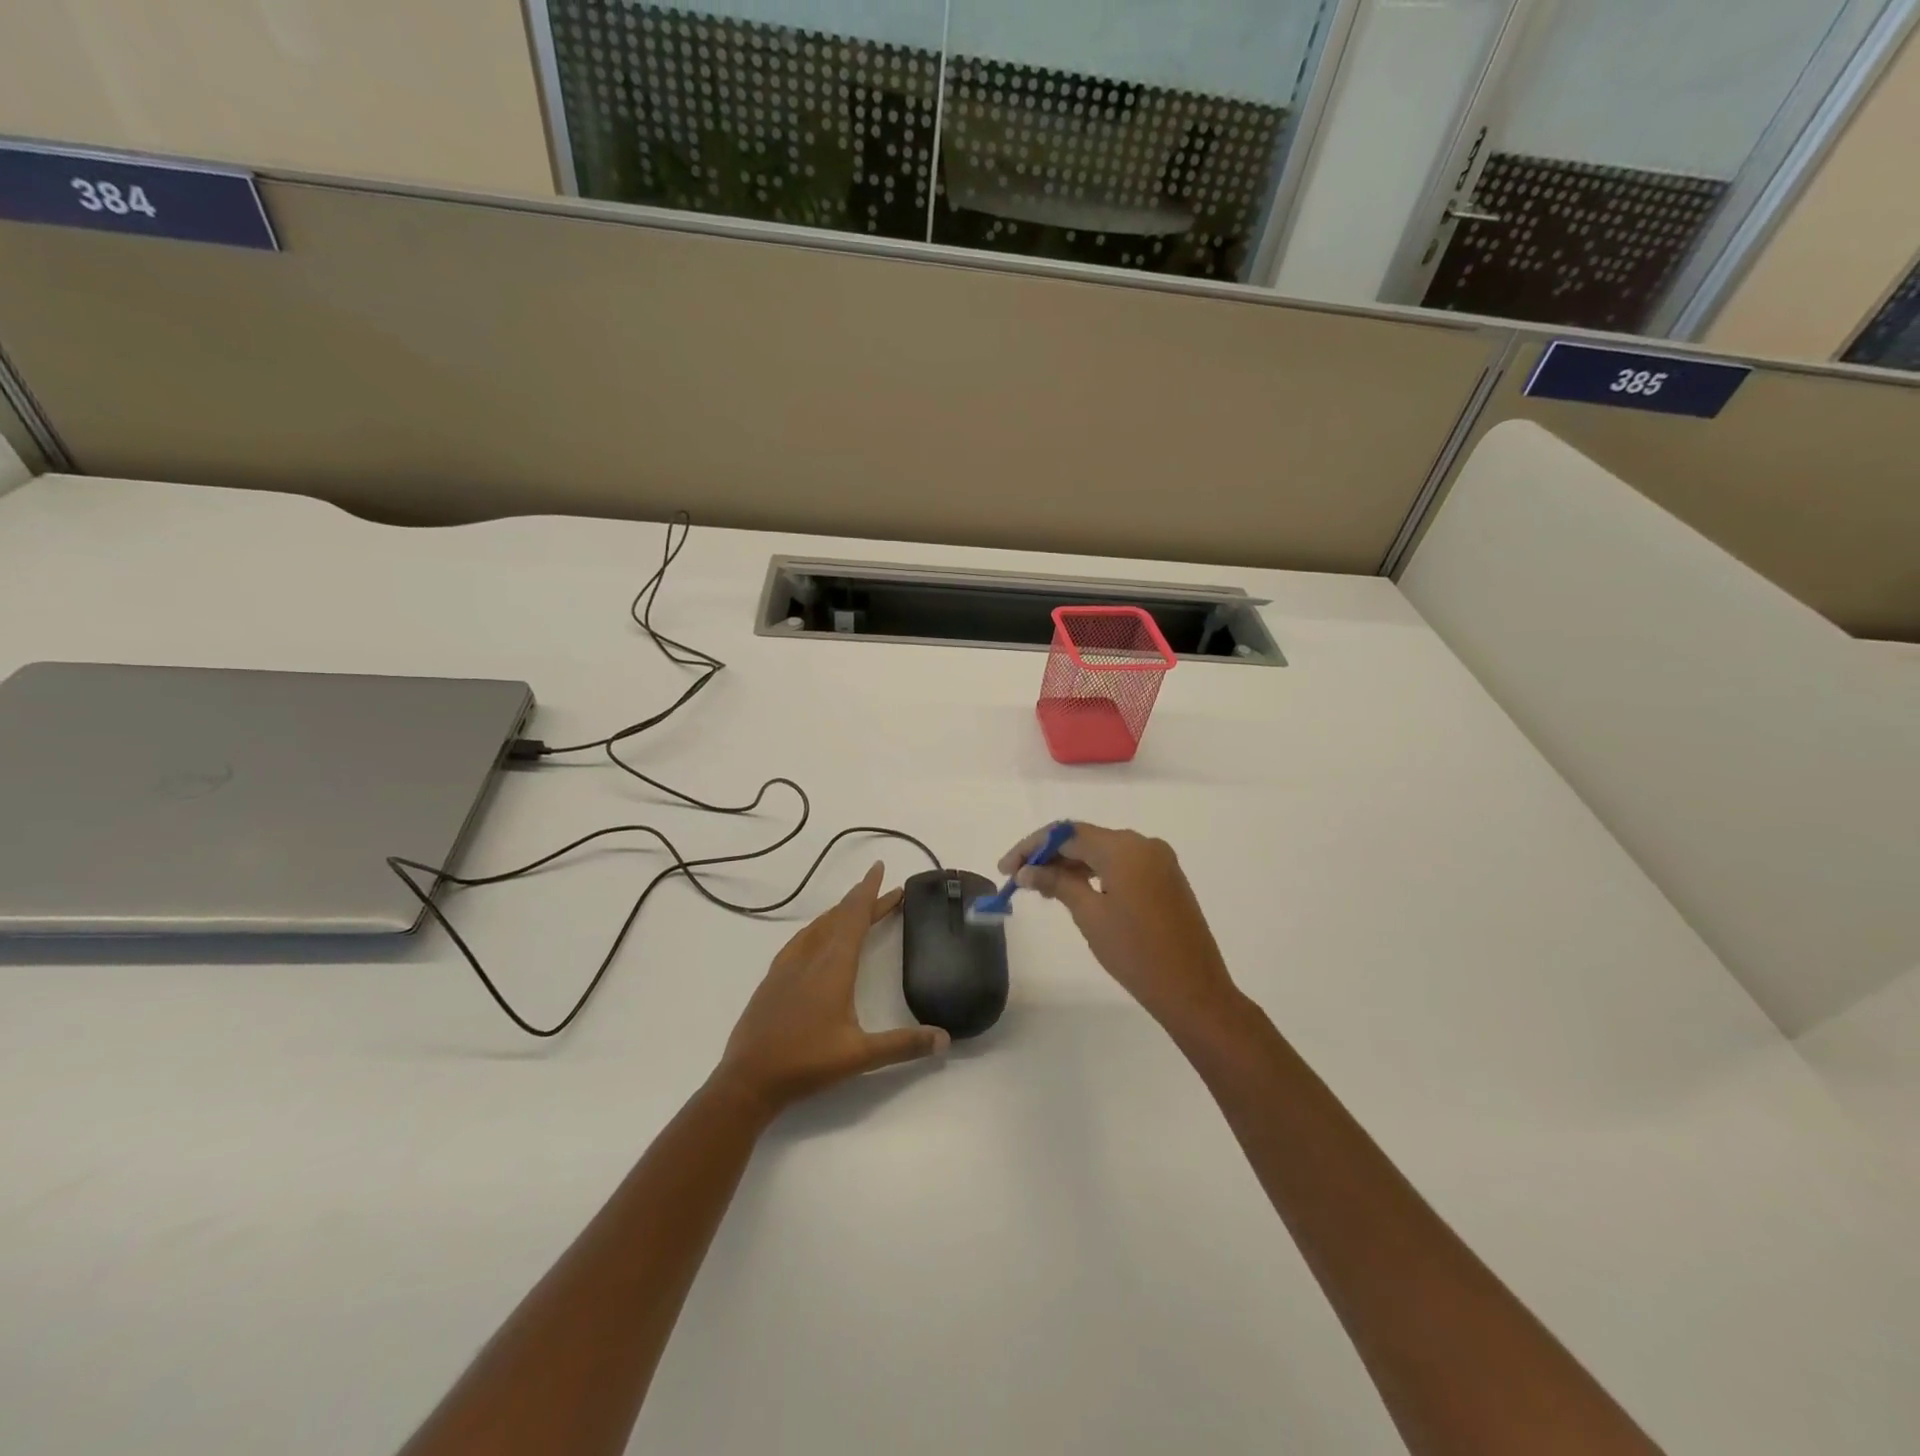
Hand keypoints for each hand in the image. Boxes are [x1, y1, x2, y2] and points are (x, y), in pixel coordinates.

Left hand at [714, 863, 948, 1116]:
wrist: (747, 1080)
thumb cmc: (806, 1063)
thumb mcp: (861, 1056)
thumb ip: (904, 1045)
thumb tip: (945, 1039)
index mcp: (833, 966)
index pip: (854, 917)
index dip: (870, 892)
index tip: (880, 868)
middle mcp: (810, 957)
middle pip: (839, 917)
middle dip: (863, 900)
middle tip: (886, 890)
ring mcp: (787, 966)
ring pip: (818, 927)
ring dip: (841, 912)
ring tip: (857, 907)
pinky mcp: (773, 979)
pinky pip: (802, 940)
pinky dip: (819, 928)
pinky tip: (818, 938)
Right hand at [1000, 824, 1238, 1029]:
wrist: (1193, 989)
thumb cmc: (1135, 953)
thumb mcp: (1090, 915)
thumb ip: (1058, 883)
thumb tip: (1026, 870)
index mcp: (1124, 847)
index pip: (1067, 834)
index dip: (1032, 847)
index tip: (1006, 869)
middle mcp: (1143, 844)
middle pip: (1085, 838)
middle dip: (1050, 855)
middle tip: (1020, 880)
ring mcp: (1159, 860)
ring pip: (1104, 851)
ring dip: (1072, 864)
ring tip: (1043, 889)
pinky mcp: (1166, 878)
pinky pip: (1123, 864)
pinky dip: (1096, 873)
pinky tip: (1076, 891)